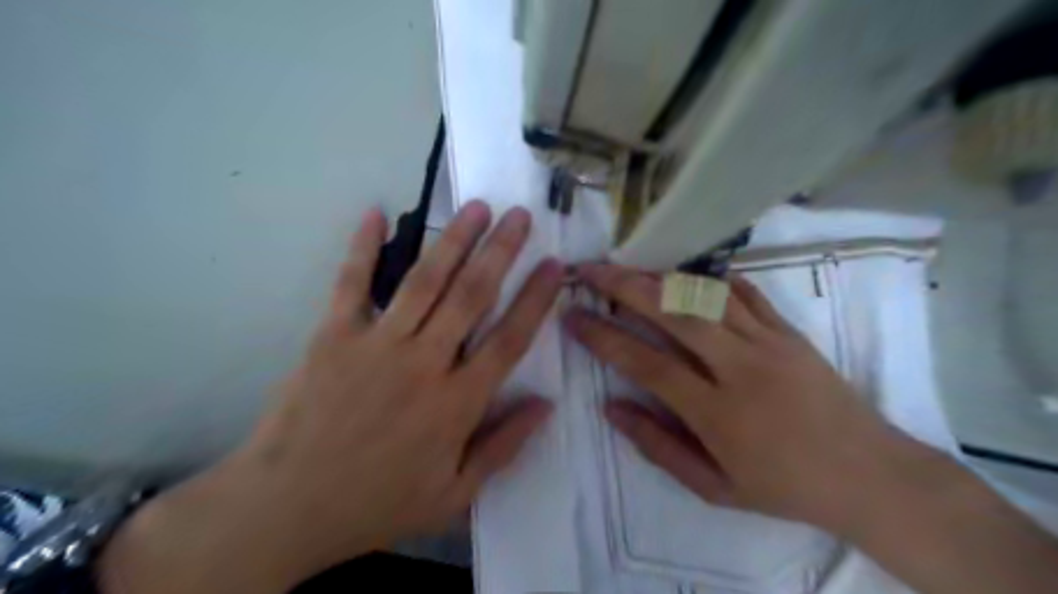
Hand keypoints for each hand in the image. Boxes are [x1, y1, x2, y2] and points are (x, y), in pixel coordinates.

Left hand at [97, 201, 560, 591]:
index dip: (535, 299)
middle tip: (520, 215)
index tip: (553, 265)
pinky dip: (362, 247)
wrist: (286, 508)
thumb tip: (546, 405)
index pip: (509, 339)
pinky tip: (374, 213)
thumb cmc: (377, 503)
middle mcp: (424, 363)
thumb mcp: (453, 495)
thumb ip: (503, 447)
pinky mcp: (333, 336)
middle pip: (471, 296)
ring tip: (476, 207)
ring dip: (453, 240)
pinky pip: (352, 284)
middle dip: (500, 251)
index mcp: (457, 403)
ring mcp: (376, 344)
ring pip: (425, 281)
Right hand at [566, 265, 922, 534]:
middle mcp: (740, 367)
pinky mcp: (791, 331)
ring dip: (660, 276)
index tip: (572, 317)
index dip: (603, 337)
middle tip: (590, 270)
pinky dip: (711, 278)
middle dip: (625, 286)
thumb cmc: (784, 487)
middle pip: (675, 313)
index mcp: (718, 412)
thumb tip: (610, 406)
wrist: (870, 475)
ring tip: (627, 267)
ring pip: (706, 295)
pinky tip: (685, 272)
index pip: (646, 363)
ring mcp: (770, 343)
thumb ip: (657, 445)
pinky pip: (746, 293)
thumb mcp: (713, 487)